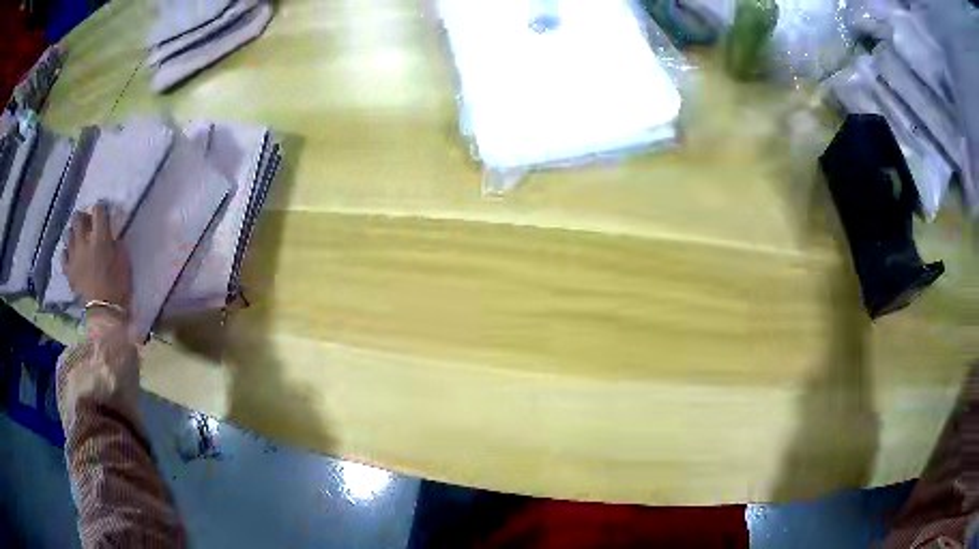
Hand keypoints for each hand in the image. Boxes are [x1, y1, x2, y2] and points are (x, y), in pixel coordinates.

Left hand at [63, 203, 131, 314]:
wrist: (104, 313)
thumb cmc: (117, 286)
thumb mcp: (122, 260)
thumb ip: (114, 243)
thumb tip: (110, 235)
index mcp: (99, 238)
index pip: (98, 211)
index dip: (100, 209)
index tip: (102, 212)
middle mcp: (83, 243)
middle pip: (78, 219)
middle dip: (82, 217)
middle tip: (87, 222)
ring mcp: (74, 258)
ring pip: (69, 235)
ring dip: (73, 233)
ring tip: (78, 237)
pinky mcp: (69, 272)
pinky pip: (64, 256)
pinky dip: (66, 252)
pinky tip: (70, 253)